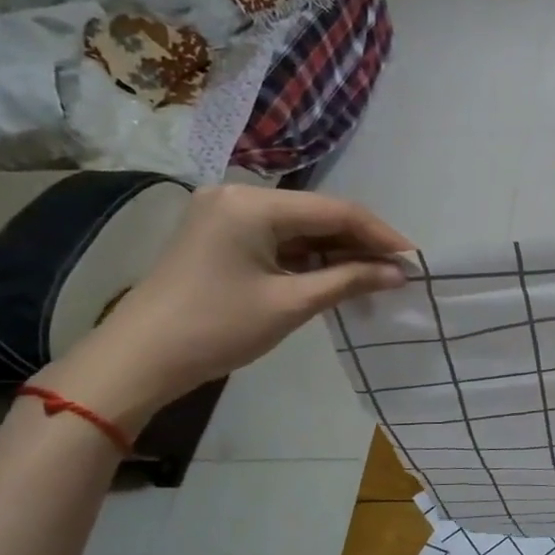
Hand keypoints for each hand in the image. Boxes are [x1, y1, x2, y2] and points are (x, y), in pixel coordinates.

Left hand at [35, 186, 408, 426]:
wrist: (139, 359)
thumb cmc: (217, 328)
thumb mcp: (290, 304)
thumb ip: (349, 280)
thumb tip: (399, 273)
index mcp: (252, 203)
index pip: (334, 210)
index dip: (380, 234)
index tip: (415, 259)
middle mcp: (238, 195)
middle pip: (317, 214)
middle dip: (360, 243)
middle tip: (398, 271)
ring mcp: (225, 213)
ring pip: (299, 227)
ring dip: (336, 251)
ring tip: (375, 276)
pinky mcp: (219, 234)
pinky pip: (277, 238)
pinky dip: (308, 257)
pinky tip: (336, 275)